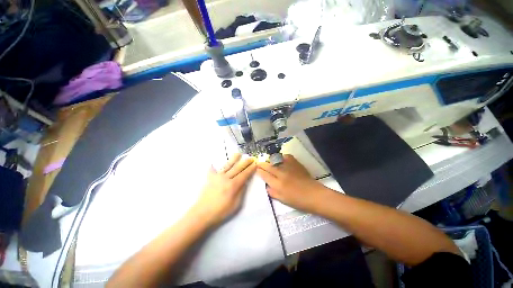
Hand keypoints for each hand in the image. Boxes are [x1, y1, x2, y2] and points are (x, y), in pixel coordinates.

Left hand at [192, 153, 255, 225]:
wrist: (202, 214)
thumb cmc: (221, 211)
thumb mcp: (236, 204)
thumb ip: (241, 191)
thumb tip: (245, 182)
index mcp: (233, 185)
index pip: (244, 174)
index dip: (251, 169)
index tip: (255, 164)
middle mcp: (226, 178)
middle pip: (237, 168)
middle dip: (245, 162)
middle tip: (251, 158)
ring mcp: (217, 177)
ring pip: (227, 165)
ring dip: (233, 159)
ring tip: (238, 154)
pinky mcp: (210, 178)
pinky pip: (212, 170)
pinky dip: (213, 166)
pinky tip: (212, 163)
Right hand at [257, 155, 323, 211]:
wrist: (313, 194)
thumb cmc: (298, 200)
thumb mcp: (282, 200)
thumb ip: (272, 192)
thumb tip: (266, 185)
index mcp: (277, 184)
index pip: (265, 175)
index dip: (259, 171)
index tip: (257, 169)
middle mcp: (281, 174)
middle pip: (268, 166)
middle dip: (262, 164)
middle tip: (259, 163)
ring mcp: (288, 167)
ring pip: (275, 160)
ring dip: (270, 160)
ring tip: (268, 161)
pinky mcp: (295, 163)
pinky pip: (286, 156)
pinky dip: (281, 157)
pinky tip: (281, 159)